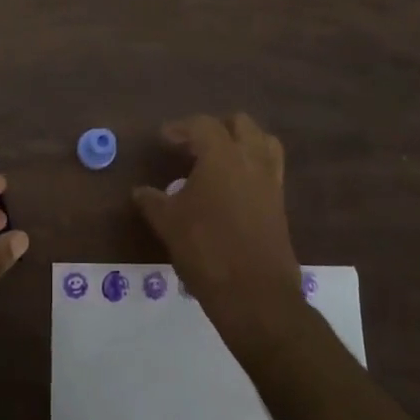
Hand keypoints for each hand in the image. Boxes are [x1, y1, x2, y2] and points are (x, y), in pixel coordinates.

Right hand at [132, 113, 303, 347]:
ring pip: (263, 143)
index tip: (164, 139)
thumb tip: (140, 191)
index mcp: (223, 157)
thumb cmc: (206, 250)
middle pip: (241, 125)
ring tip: (218, 160)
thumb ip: (152, 201)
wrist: (255, 295)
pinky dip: (251, 167)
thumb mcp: (168, 224)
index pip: (203, 125)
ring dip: (241, 143)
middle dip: (216, 128)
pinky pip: (269, 170)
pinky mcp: (280, 205)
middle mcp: (251, 161)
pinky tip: (231, 189)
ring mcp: (271, 183)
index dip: (181, 128)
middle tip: (193, 145)